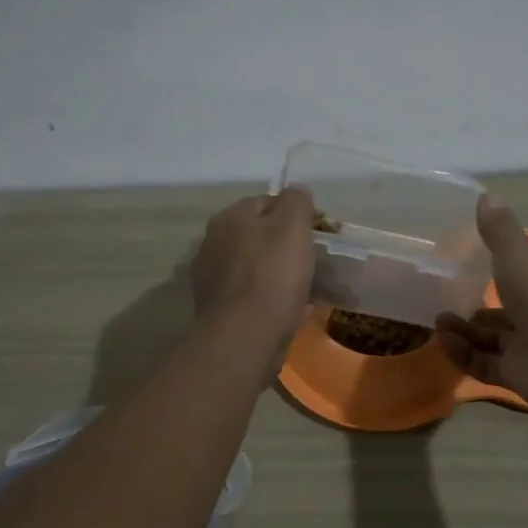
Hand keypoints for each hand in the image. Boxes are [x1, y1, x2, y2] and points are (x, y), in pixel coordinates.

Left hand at [190, 185, 316, 367]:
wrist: (245, 337)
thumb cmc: (272, 275)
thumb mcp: (294, 227)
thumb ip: (297, 201)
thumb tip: (297, 190)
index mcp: (229, 218)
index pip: (265, 201)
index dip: (293, 213)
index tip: (315, 231)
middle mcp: (213, 243)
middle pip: (257, 236)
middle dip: (282, 245)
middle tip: (311, 259)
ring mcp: (212, 278)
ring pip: (254, 267)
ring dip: (277, 273)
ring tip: (305, 287)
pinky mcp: (218, 310)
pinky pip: (252, 296)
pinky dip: (270, 299)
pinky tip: (292, 311)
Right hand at [436, 194, 527, 413]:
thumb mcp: (517, 253)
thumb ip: (499, 229)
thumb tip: (486, 195)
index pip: (524, 266)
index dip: (501, 263)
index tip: (469, 260)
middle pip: (505, 305)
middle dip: (474, 303)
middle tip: (443, 297)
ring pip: (492, 336)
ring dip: (463, 329)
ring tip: (437, 321)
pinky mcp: (519, 373)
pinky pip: (485, 362)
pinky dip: (463, 353)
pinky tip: (443, 341)